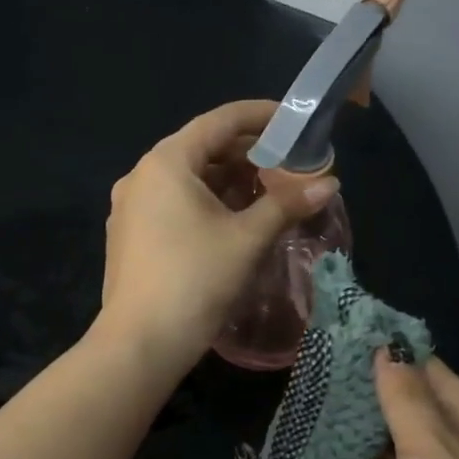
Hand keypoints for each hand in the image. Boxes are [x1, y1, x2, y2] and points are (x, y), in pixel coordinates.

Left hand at [96, 100, 337, 371]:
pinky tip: (233, 222)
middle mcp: (141, 176)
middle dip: (248, 154)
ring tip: (268, 193)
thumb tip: (328, 183)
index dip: (261, 116)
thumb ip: (286, 204)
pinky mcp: (130, 237)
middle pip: (202, 149)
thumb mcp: (247, 239)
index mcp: (166, 163)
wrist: (141, 343)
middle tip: (289, 165)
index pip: (220, 121)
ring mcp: (130, 208)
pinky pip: (173, 205)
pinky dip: (206, 204)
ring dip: (228, 182)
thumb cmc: (195, 281)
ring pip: (188, 180)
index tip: (294, 120)